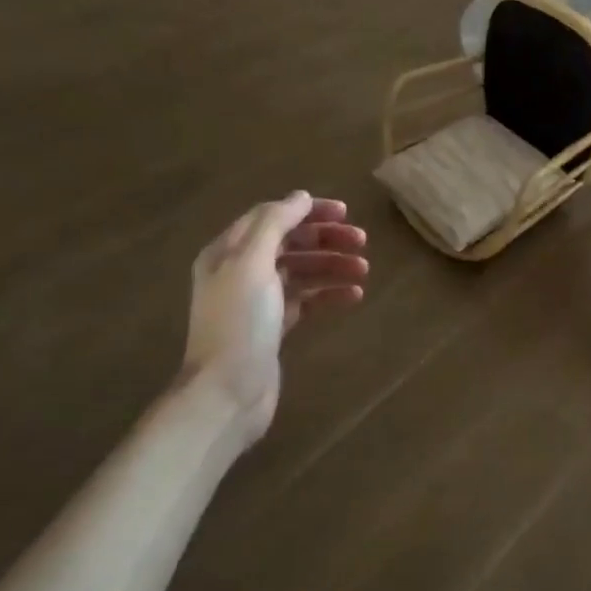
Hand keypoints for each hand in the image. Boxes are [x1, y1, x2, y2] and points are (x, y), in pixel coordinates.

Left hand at [178, 193, 368, 445]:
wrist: (227, 393)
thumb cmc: (240, 323)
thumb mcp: (253, 264)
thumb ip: (274, 224)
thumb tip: (300, 197)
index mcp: (228, 252)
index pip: (271, 217)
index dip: (307, 211)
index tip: (344, 212)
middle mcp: (241, 271)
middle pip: (289, 242)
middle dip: (325, 238)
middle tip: (361, 240)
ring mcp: (258, 301)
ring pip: (301, 271)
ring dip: (332, 265)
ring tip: (363, 269)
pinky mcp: (274, 327)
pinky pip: (306, 300)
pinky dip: (329, 294)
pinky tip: (354, 295)